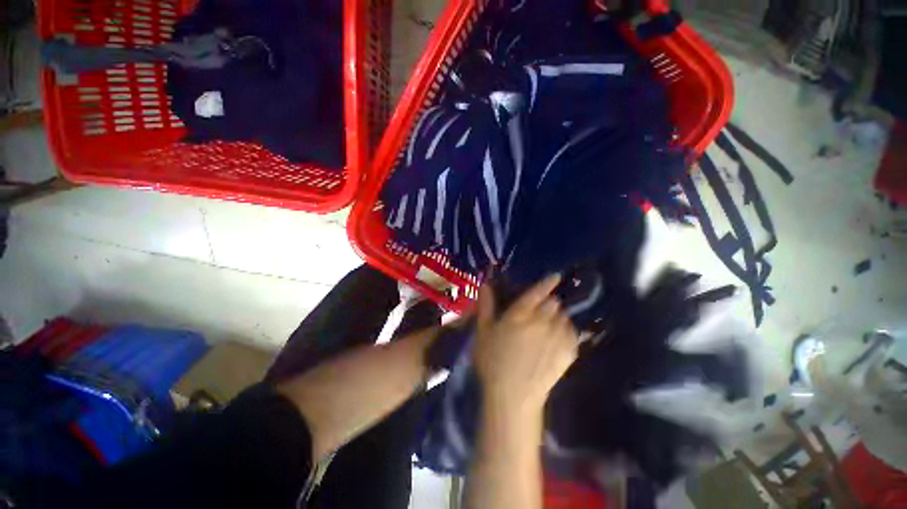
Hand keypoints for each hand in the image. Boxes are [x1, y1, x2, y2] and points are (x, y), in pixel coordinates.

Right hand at [473, 274, 578, 415]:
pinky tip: (557, 338)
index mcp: (520, 314)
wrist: (513, 397)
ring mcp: (557, 337)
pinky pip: (573, 333)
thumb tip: (486, 283)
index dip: (547, 282)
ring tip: (548, 325)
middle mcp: (542, 321)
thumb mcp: (483, 331)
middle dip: (548, 302)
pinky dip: (567, 330)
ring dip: (557, 316)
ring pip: (564, 316)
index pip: (538, 292)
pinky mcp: (568, 353)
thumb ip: (486, 305)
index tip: (555, 276)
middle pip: (553, 302)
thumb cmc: (493, 361)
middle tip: (539, 310)